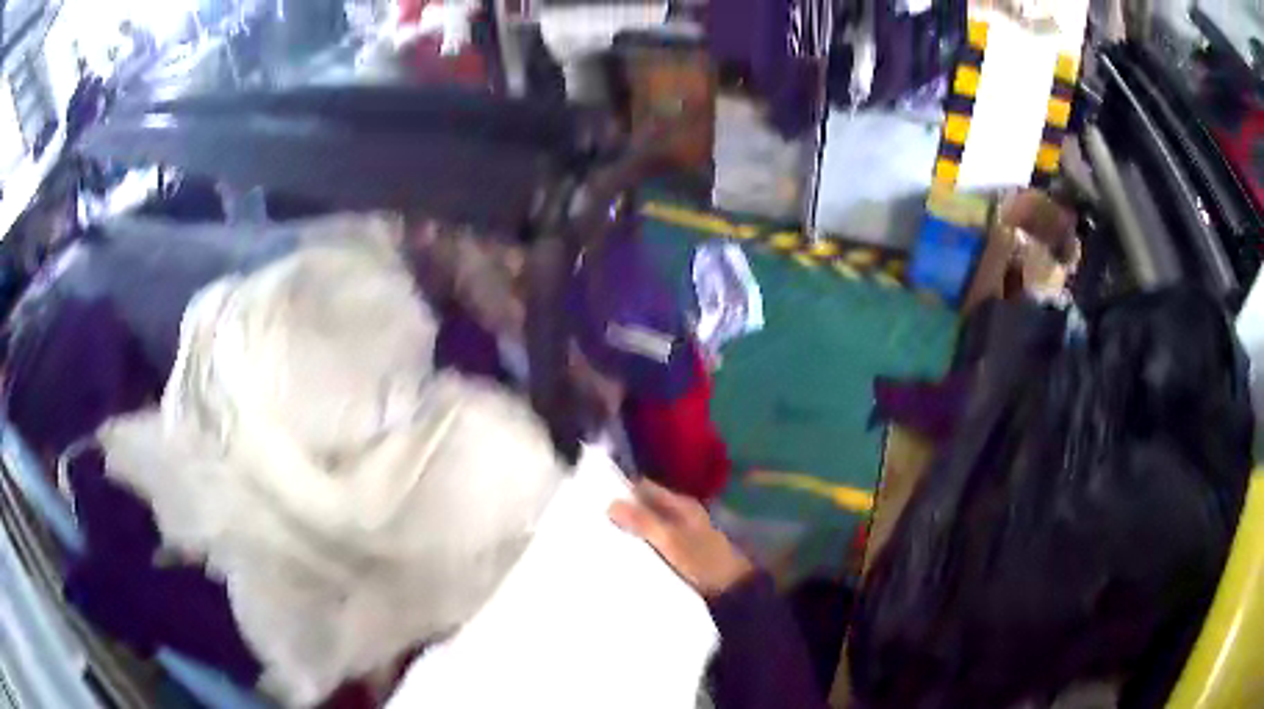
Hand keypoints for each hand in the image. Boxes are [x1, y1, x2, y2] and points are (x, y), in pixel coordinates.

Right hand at [609, 479, 753, 597]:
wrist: (731, 590)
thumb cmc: (703, 561)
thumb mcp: (670, 540)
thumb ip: (643, 522)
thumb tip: (610, 504)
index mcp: (681, 504)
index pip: (645, 487)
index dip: (623, 490)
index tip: (596, 497)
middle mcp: (681, 514)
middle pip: (646, 506)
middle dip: (624, 511)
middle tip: (593, 519)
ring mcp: (681, 533)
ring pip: (649, 524)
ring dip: (631, 529)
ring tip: (602, 536)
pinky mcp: (680, 552)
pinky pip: (654, 542)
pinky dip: (640, 544)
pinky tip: (624, 553)